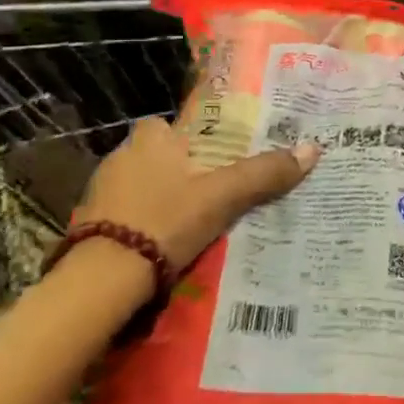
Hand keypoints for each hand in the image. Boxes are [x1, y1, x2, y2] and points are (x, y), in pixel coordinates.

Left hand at [72, 118, 319, 272]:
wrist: (102, 279)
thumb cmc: (165, 221)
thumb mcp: (222, 196)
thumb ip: (264, 174)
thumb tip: (313, 149)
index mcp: (150, 139)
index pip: (172, 124)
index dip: (193, 138)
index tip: (217, 156)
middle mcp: (121, 156)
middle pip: (159, 154)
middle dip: (182, 169)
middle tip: (213, 190)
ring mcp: (101, 192)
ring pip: (143, 185)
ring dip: (163, 198)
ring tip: (195, 220)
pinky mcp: (91, 225)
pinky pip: (127, 214)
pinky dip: (145, 223)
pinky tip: (165, 243)